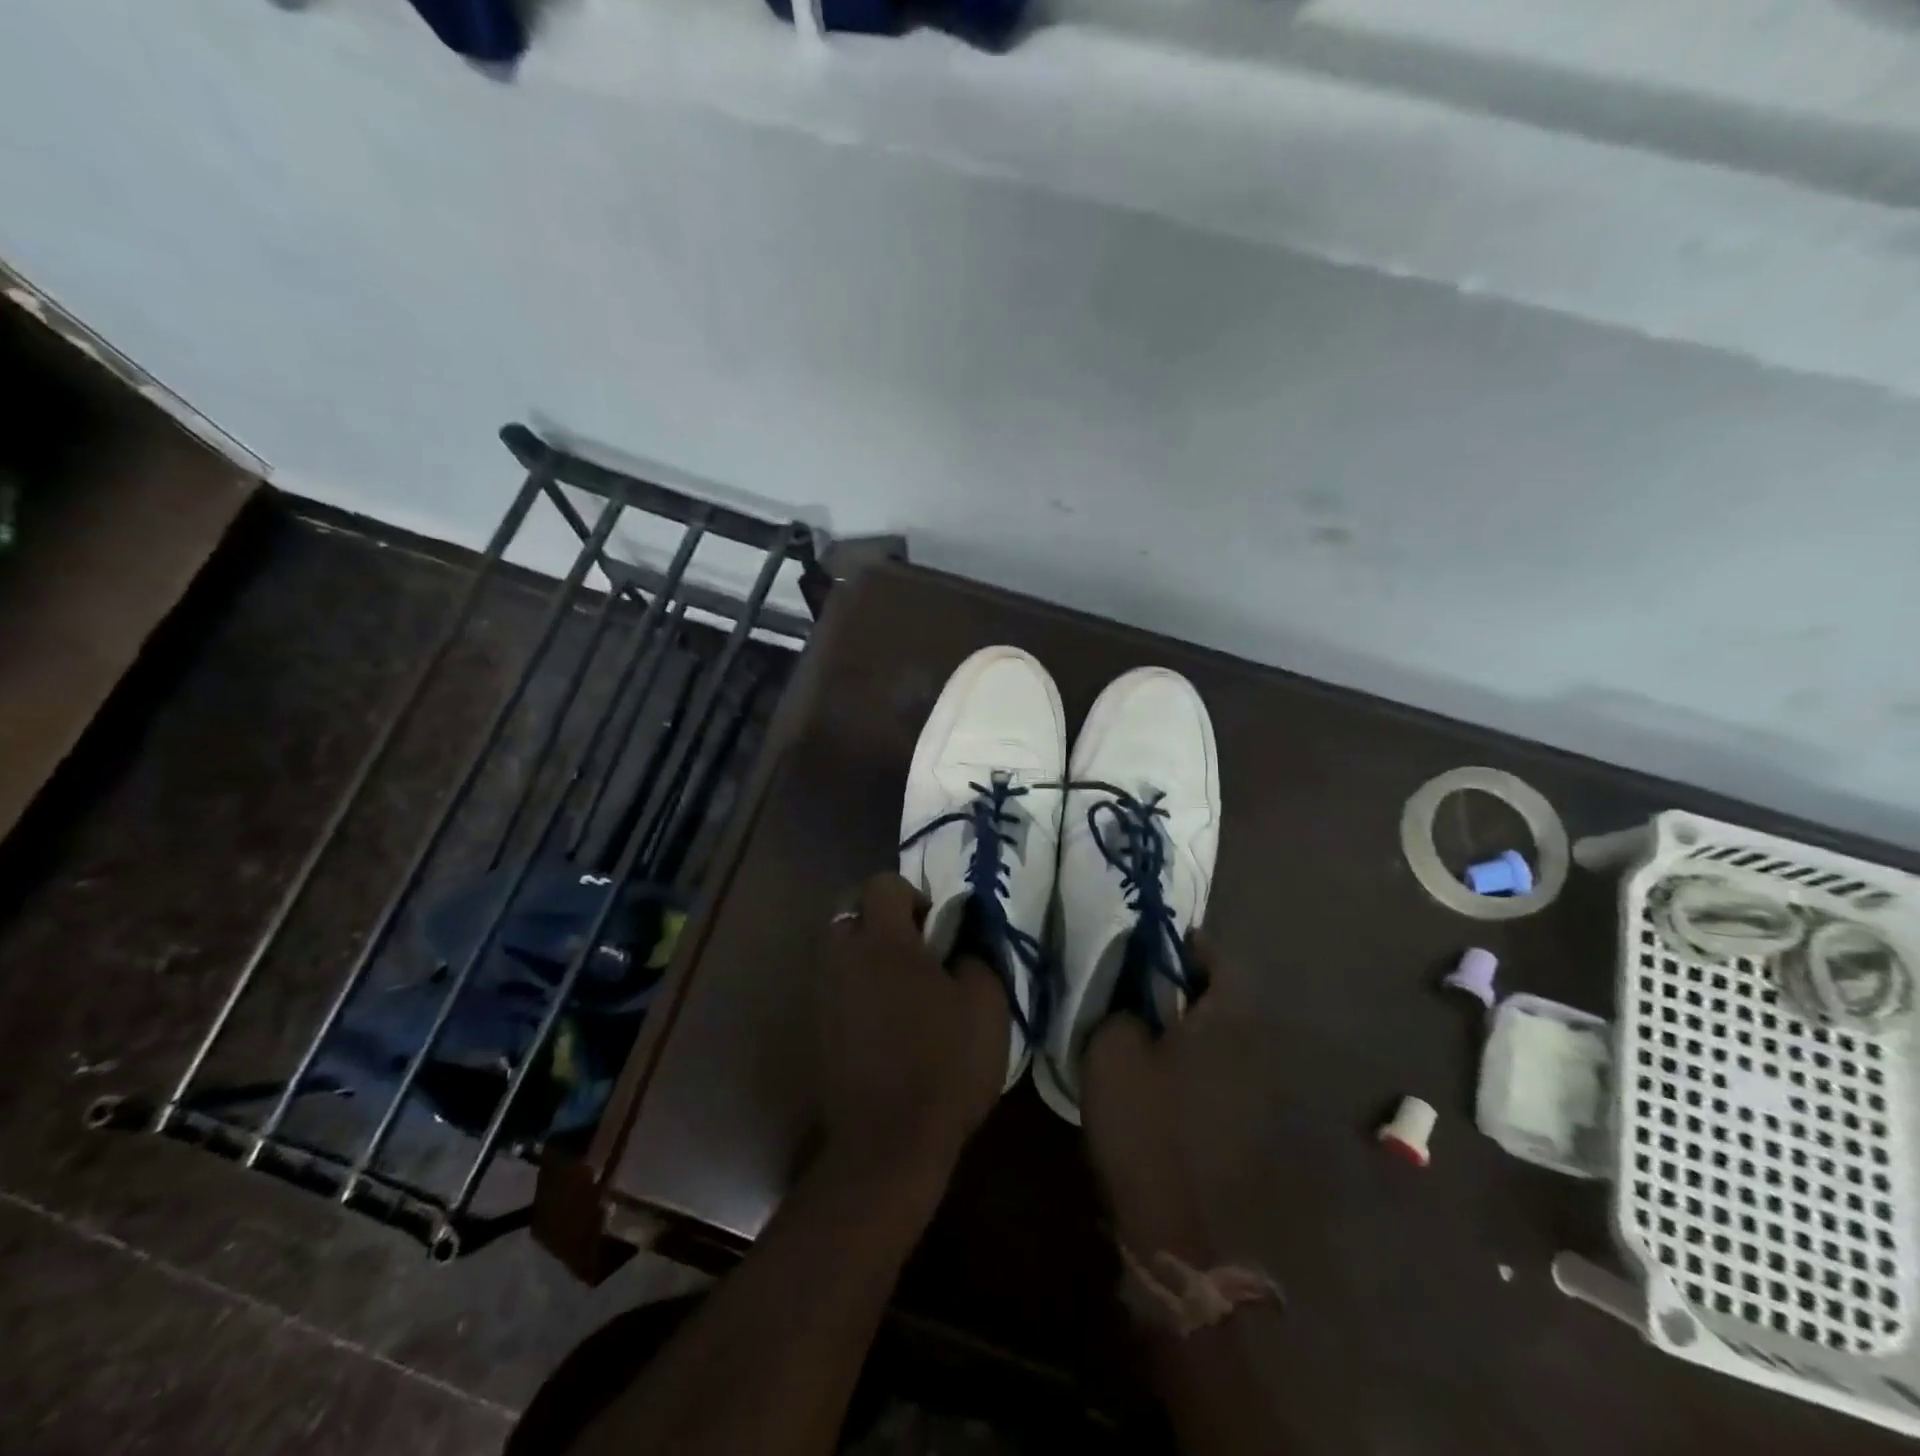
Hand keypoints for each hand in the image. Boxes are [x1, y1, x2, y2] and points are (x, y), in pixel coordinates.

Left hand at [818, 873, 1009, 1190]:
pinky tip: (883, 1023)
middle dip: (880, 920)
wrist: (888, 1144)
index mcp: (883, 942)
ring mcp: (823, 995)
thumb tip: (965, 941)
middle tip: (916, 952)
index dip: (912, 895)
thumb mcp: (986, 1005)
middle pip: (850, 911)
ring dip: (865, 955)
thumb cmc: (943, 1065)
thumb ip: (977, 957)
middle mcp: (843, 958)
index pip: (883, 884)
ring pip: (838, 950)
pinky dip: (855, 989)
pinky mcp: (817, 1030)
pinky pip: (833, 988)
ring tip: (901, 988)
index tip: (936, 929)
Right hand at [1081, 930, 1223, 1261]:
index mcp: (1227, 1022)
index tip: (1165, 942)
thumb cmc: (1146, 1124)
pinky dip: (1204, 1062)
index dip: (1194, 947)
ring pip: (1229, 1038)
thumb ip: (1123, 1008)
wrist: (1180, 1228)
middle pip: (1229, 1000)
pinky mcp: (1253, 1128)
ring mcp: (1261, 1093)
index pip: (1223, 963)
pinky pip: (1229, 1072)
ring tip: (1158, 1029)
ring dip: (1199, 1026)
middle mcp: (1256, 1049)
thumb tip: (1134, 997)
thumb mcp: (1113, 1051)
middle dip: (1193, 986)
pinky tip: (1172, 1076)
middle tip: (1152, 985)